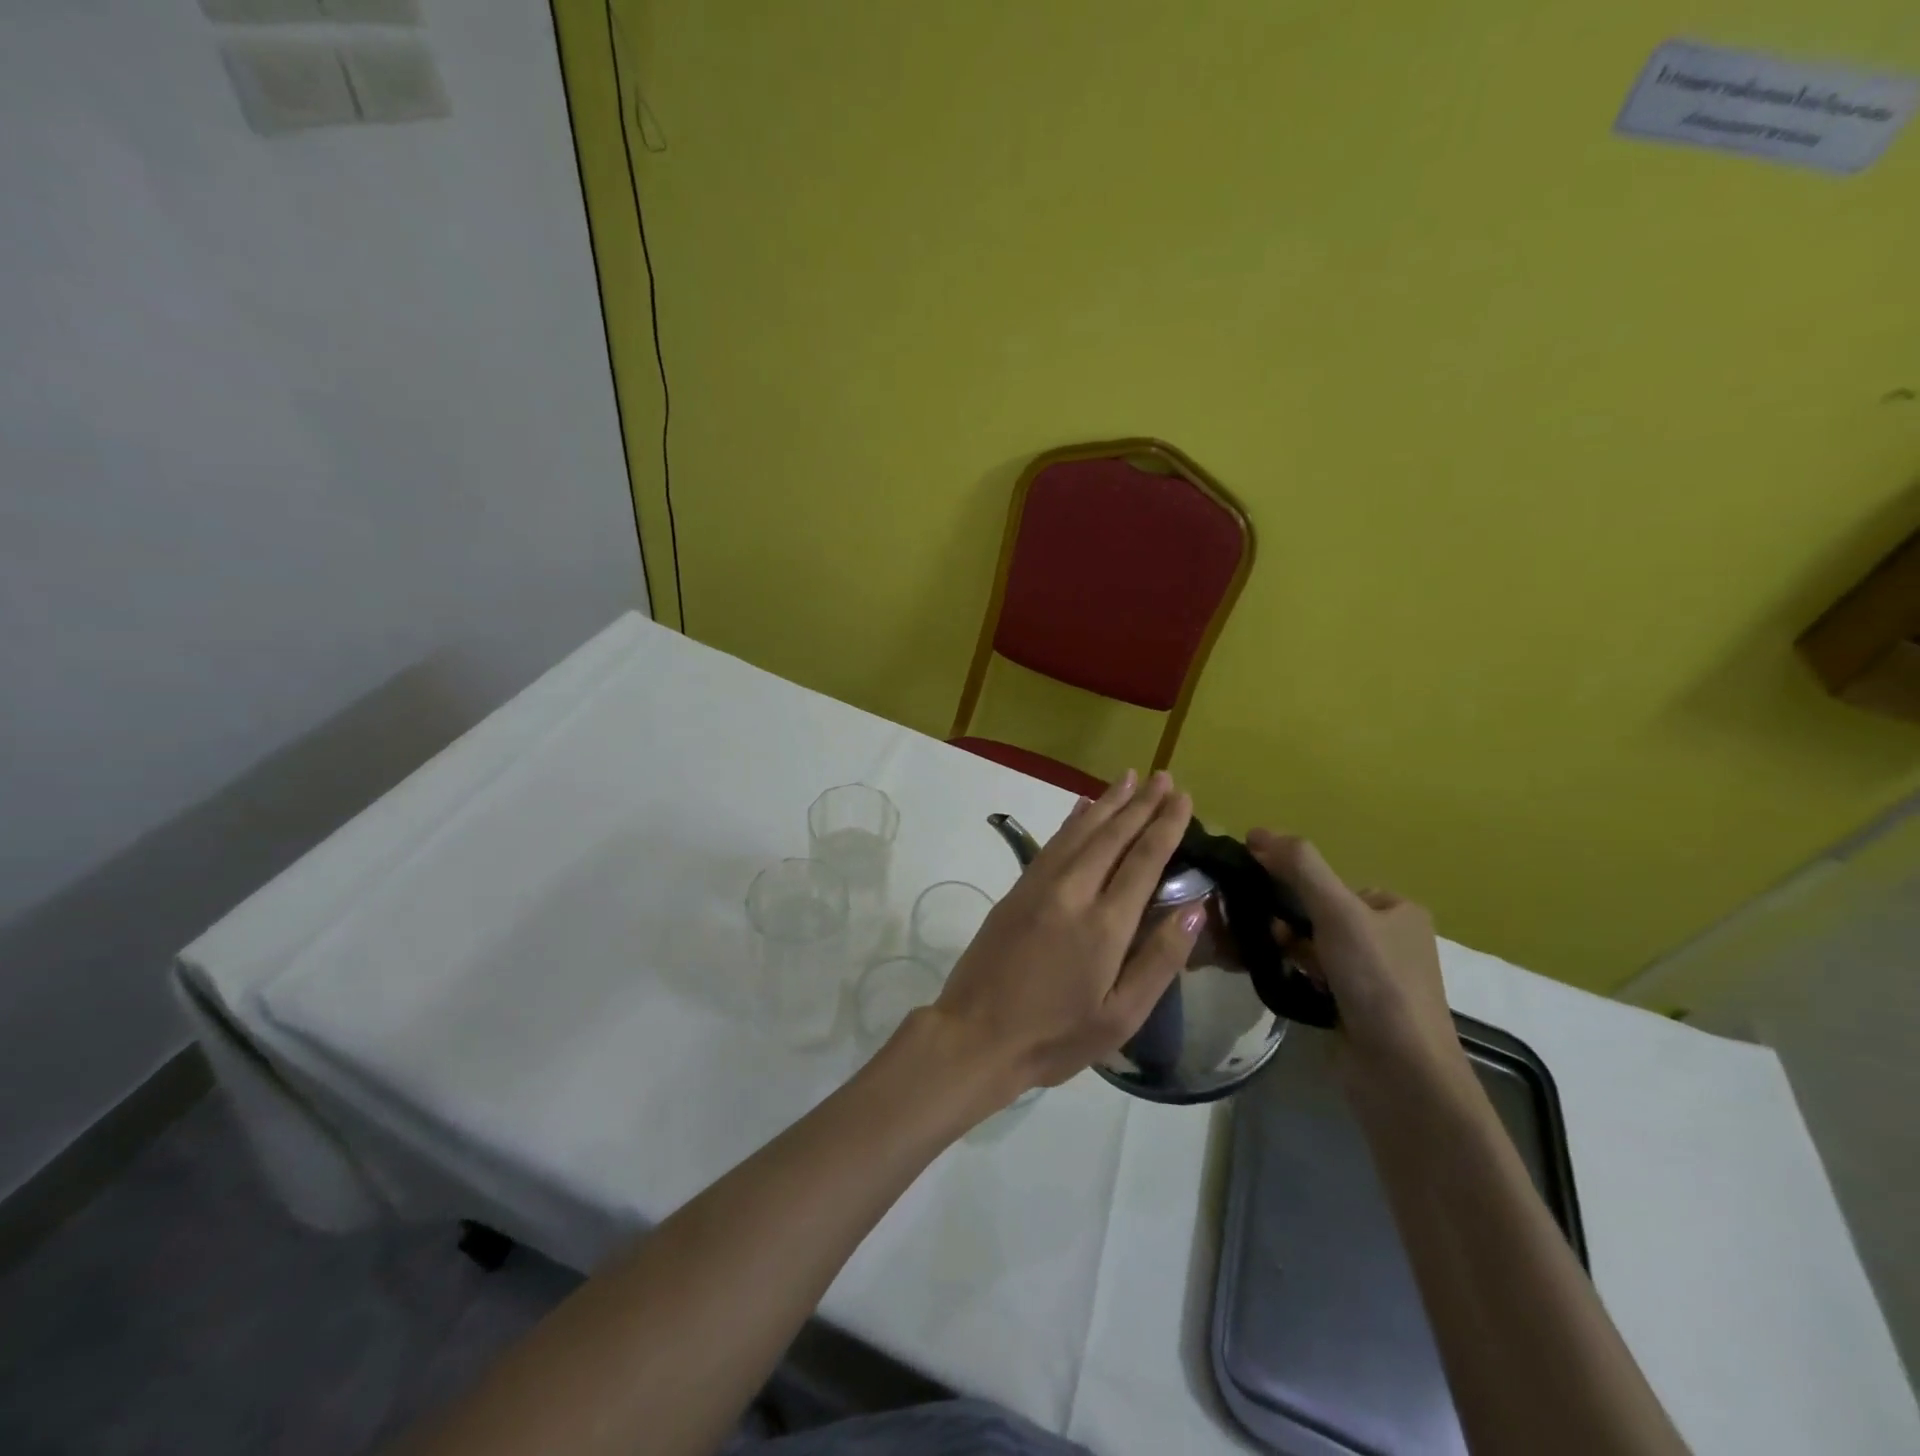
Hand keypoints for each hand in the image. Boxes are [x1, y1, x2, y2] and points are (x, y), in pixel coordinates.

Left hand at [927, 770, 1203, 1100]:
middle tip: (1164, 777)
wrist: (975, 1035)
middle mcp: (1072, 892)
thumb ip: (1159, 960)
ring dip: (1107, 802)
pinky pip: (1053, 843)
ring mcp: (1039, 886)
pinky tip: (1083, 807)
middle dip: (1141, 803)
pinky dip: (1072, 820)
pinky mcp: (1016, 890)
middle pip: (1112, 836)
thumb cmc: (1055, 1036)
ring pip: (1080, 831)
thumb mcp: (1120, 1016)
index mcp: (1104, 924)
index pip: (1143, 860)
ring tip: (1130, 778)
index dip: (1165, 826)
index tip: (1184, 798)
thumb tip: (1195, 909)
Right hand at [1245, 829, 1466, 1090]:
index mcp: (1396, 910)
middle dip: (1281, 916)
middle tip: (1249, 924)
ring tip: (1251, 949)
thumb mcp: (1338, 911)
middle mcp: (1387, 939)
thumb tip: (1256, 832)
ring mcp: (1370, 977)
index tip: (1252, 887)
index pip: (1328, 881)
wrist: (1400, 1074)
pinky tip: (1265, 973)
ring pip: (1309, 945)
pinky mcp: (1351, 1008)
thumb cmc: (1376, 981)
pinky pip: (1308, 975)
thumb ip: (1300, 867)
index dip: (1289, 881)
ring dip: (1281, 945)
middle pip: (1316, 912)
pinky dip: (1287, 971)